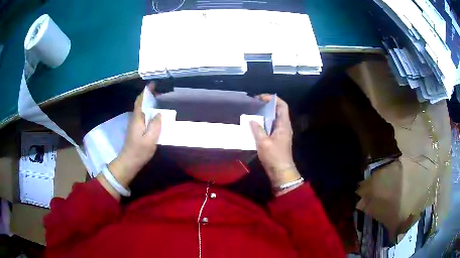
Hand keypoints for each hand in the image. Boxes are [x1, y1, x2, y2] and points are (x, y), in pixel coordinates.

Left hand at [97, 83, 160, 197]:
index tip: (153, 84)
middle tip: (160, 91)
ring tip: (159, 99)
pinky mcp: (136, 129)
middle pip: (140, 103)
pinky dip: (149, 110)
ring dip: (149, 102)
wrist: (129, 161)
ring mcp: (134, 124)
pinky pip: (143, 115)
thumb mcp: (150, 139)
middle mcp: (135, 118)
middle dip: (148, 95)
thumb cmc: (139, 151)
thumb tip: (159, 113)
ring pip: (141, 109)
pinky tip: (155, 114)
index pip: (140, 101)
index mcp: (138, 119)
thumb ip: (155, 125)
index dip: (146, 92)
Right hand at [250, 95, 300, 188]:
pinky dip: (264, 123)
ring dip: (265, 114)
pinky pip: (271, 127)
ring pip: (274, 119)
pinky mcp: (278, 139)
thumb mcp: (263, 142)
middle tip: (255, 104)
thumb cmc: (274, 156)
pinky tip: (255, 125)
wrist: (281, 171)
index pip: (282, 106)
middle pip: (278, 111)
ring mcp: (282, 133)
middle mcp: (284, 127)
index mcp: (284, 125)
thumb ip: (257, 129)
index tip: (261, 98)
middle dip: (267, 105)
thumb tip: (252, 120)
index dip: (273, 99)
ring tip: (253, 113)